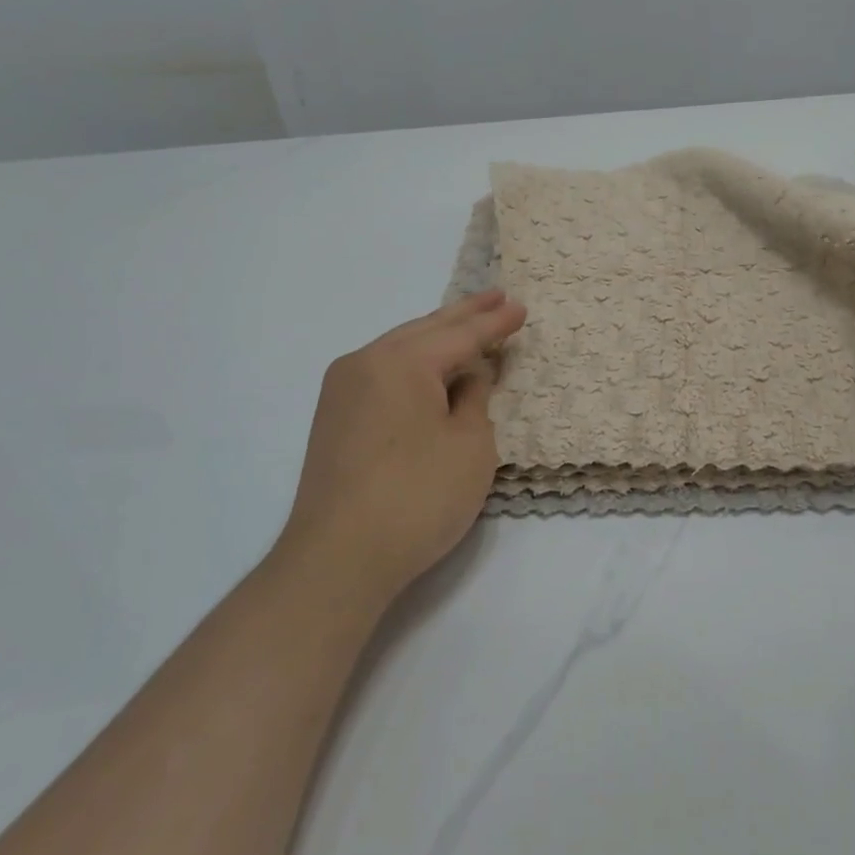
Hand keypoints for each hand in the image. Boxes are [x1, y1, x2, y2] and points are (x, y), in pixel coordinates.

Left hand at [282, 290, 526, 604]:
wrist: (337, 559)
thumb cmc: (417, 497)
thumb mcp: (470, 446)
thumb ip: (474, 399)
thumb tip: (468, 376)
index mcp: (401, 361)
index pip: (460, 335)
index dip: (495, 323)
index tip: (521, 307)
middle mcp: (365, 362)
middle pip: (425, 330)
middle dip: (464, 315)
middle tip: (496, 295)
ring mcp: (342, 390)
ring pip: (399, 349)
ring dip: (436, 337)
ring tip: (466, 323)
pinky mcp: (334, 418)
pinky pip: (383, 372)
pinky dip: (413, 363)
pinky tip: (428, 366)